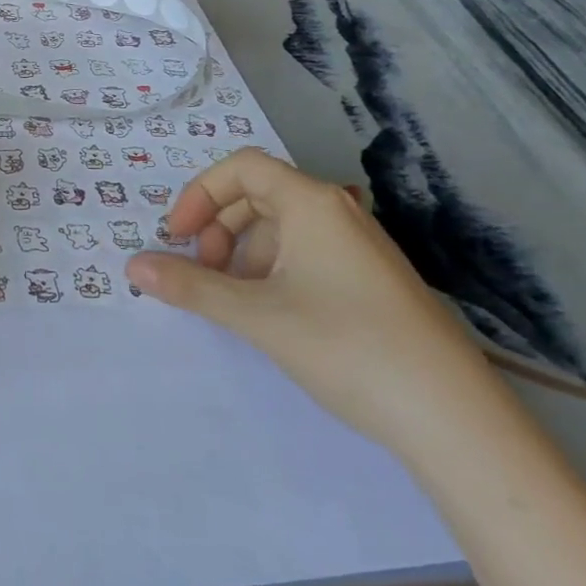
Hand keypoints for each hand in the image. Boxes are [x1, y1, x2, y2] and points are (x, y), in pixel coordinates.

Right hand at [126, 147, 501, 453]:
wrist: (453, 417)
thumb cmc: (346, 345)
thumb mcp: (257, 315)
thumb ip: (191, 286)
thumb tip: (132, 265)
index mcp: (312, 203)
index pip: (241, 168)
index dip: (198, 195)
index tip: (175, 238)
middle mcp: (337, 212)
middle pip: (258, 195)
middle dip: (218, 227)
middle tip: (202, 272)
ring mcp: (359, 248)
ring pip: (281, 228)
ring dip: (243, 253)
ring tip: (233, 300)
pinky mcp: (371, 281)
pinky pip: (306, 255)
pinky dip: (273, 272)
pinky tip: (271, 314)